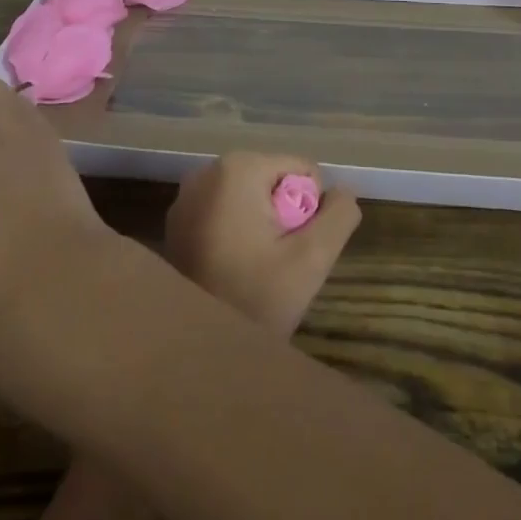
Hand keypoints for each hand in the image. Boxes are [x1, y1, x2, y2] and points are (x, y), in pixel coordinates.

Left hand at [164, 153, 360, 337]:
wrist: (192, 353)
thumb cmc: (252, 300)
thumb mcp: (310, 260)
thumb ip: (338, 216)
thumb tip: (344, 190)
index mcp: (239, 167)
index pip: (303, 172)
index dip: (309, 212)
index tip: (292, 250)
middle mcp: (209, 169)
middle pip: (275, 183)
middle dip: (284, 219)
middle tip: (275, 264)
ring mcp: (188, 195)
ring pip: (252, 199)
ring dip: (261, 228)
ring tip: (254, 270)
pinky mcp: (177, 221)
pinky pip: (226, 212)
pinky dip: (236, 234)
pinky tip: (232, 270)